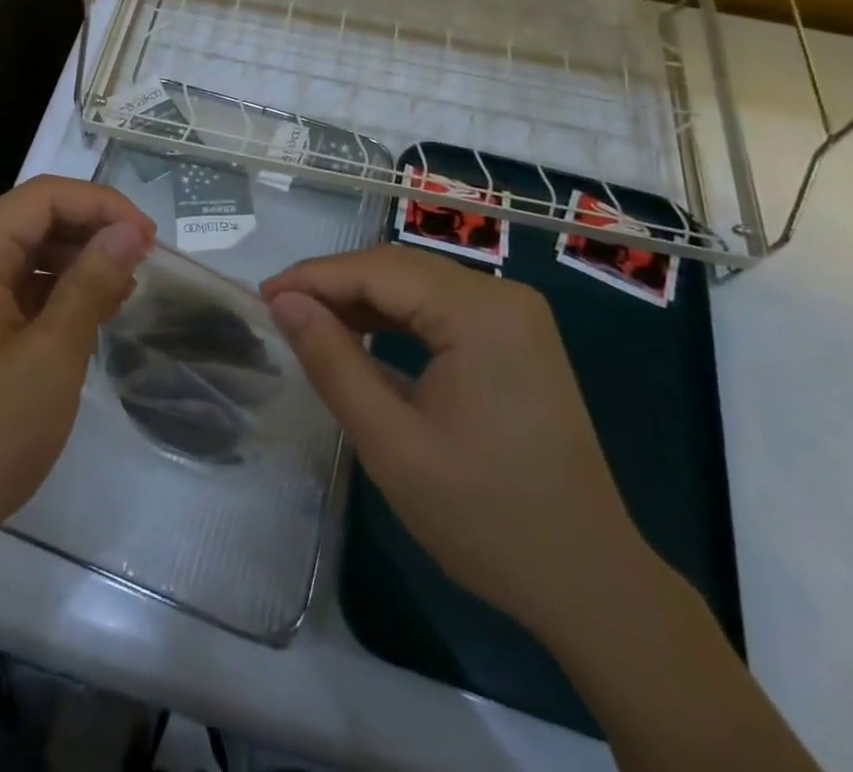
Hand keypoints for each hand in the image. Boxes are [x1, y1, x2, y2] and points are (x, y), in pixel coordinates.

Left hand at [0, 176, 154, 570]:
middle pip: (32, 217)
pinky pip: (13, 284)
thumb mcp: (52, 357)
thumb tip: (129, 231)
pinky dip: (54, 289)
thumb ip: (91, 283)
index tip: (149, 238)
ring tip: (125, 289)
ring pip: (25, 250)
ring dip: (76, 260)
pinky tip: (90, 312)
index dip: (102, 205)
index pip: (43, 196)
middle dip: (91, 230)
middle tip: (144, 262)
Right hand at [262, 245, 648, 641]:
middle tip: (279, 309)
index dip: (314, 277)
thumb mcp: (391, 444)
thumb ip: (332, 362)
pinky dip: (395, 316)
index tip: (262, 295)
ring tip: (309, 321)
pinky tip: (361, 334)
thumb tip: (284, 302)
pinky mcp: (516, 338)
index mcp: (481, 313)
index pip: (379, 271)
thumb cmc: (486, 519)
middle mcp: (503, 296)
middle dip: (334, 283)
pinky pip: (441, 307)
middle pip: (399, 268)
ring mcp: (515, 316)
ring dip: (362, 298)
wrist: (590, 583)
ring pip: (418, 284)